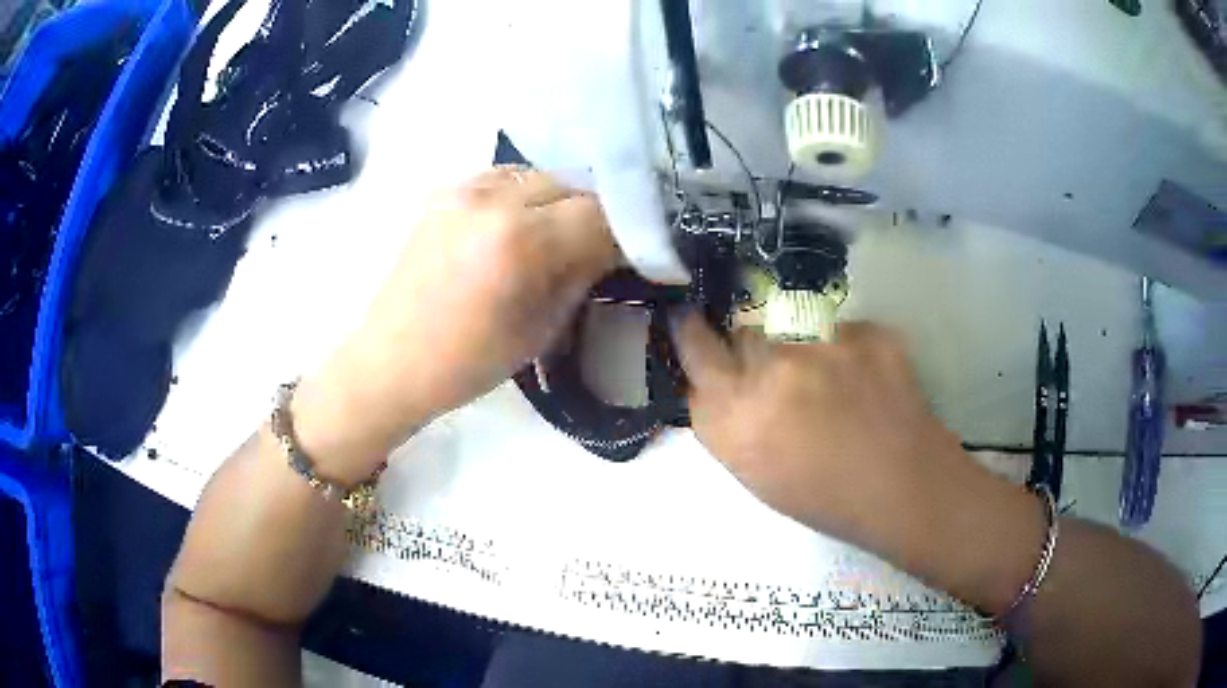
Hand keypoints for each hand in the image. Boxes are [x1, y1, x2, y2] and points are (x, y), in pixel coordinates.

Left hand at [294, 168, 619, 479]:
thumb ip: (582, 274)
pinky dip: (523, 197)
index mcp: (519, 240)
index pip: (599, 214)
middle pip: (571, 186)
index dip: (627, 233)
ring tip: (556, 236)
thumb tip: (616, 247)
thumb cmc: (468, 362)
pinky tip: (518, 226)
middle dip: (593, 215)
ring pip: (539, 176)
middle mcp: (492, 199)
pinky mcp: (444, 192)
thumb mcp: (542, 327)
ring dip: (559, 202)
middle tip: (598, 248)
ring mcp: (462, 189)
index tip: (635, 253)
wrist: (392, 361)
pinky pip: (503, 180)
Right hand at [673, 315, 978, 550]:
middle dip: (754, 351)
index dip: (692, 331)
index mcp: (735, 417)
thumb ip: (726, 420)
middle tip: (782, 378)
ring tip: (835, 389)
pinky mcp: (865, 331)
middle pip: (743, 333)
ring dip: (802, 351)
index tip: (693, 321)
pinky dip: (847, 352)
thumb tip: (716, 380)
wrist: (904, 487)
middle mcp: (770, 372)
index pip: (694, 347)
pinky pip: (840, 332)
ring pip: (793, 328)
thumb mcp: (754, 472)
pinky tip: (866, 385)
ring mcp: (822, 345)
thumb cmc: (824, 497)